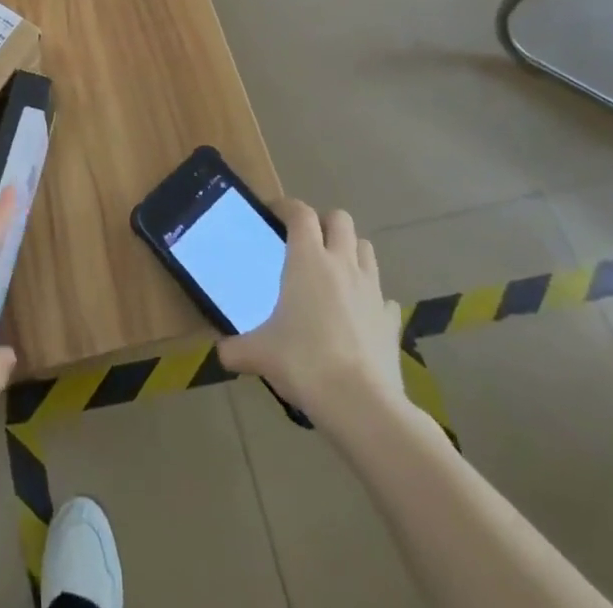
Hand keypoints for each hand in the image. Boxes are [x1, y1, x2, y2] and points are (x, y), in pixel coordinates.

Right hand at [217, 199, 404, 417]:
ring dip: (350, 251)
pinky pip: (384, 297)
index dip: (286, 206)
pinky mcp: (391, 320)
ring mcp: (372, 291)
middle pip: (340, 219)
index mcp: (308, 260)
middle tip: (307, 241)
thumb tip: (221, 353)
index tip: (273, 213)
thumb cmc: (305, 363)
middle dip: (324, 223)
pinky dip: (372, 298)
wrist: (362, 405)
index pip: (300, 213)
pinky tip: (360, 314)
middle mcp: (342, 264)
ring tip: (334, 270)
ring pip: (366, 249)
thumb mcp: (260, 355)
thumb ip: (236, 349)